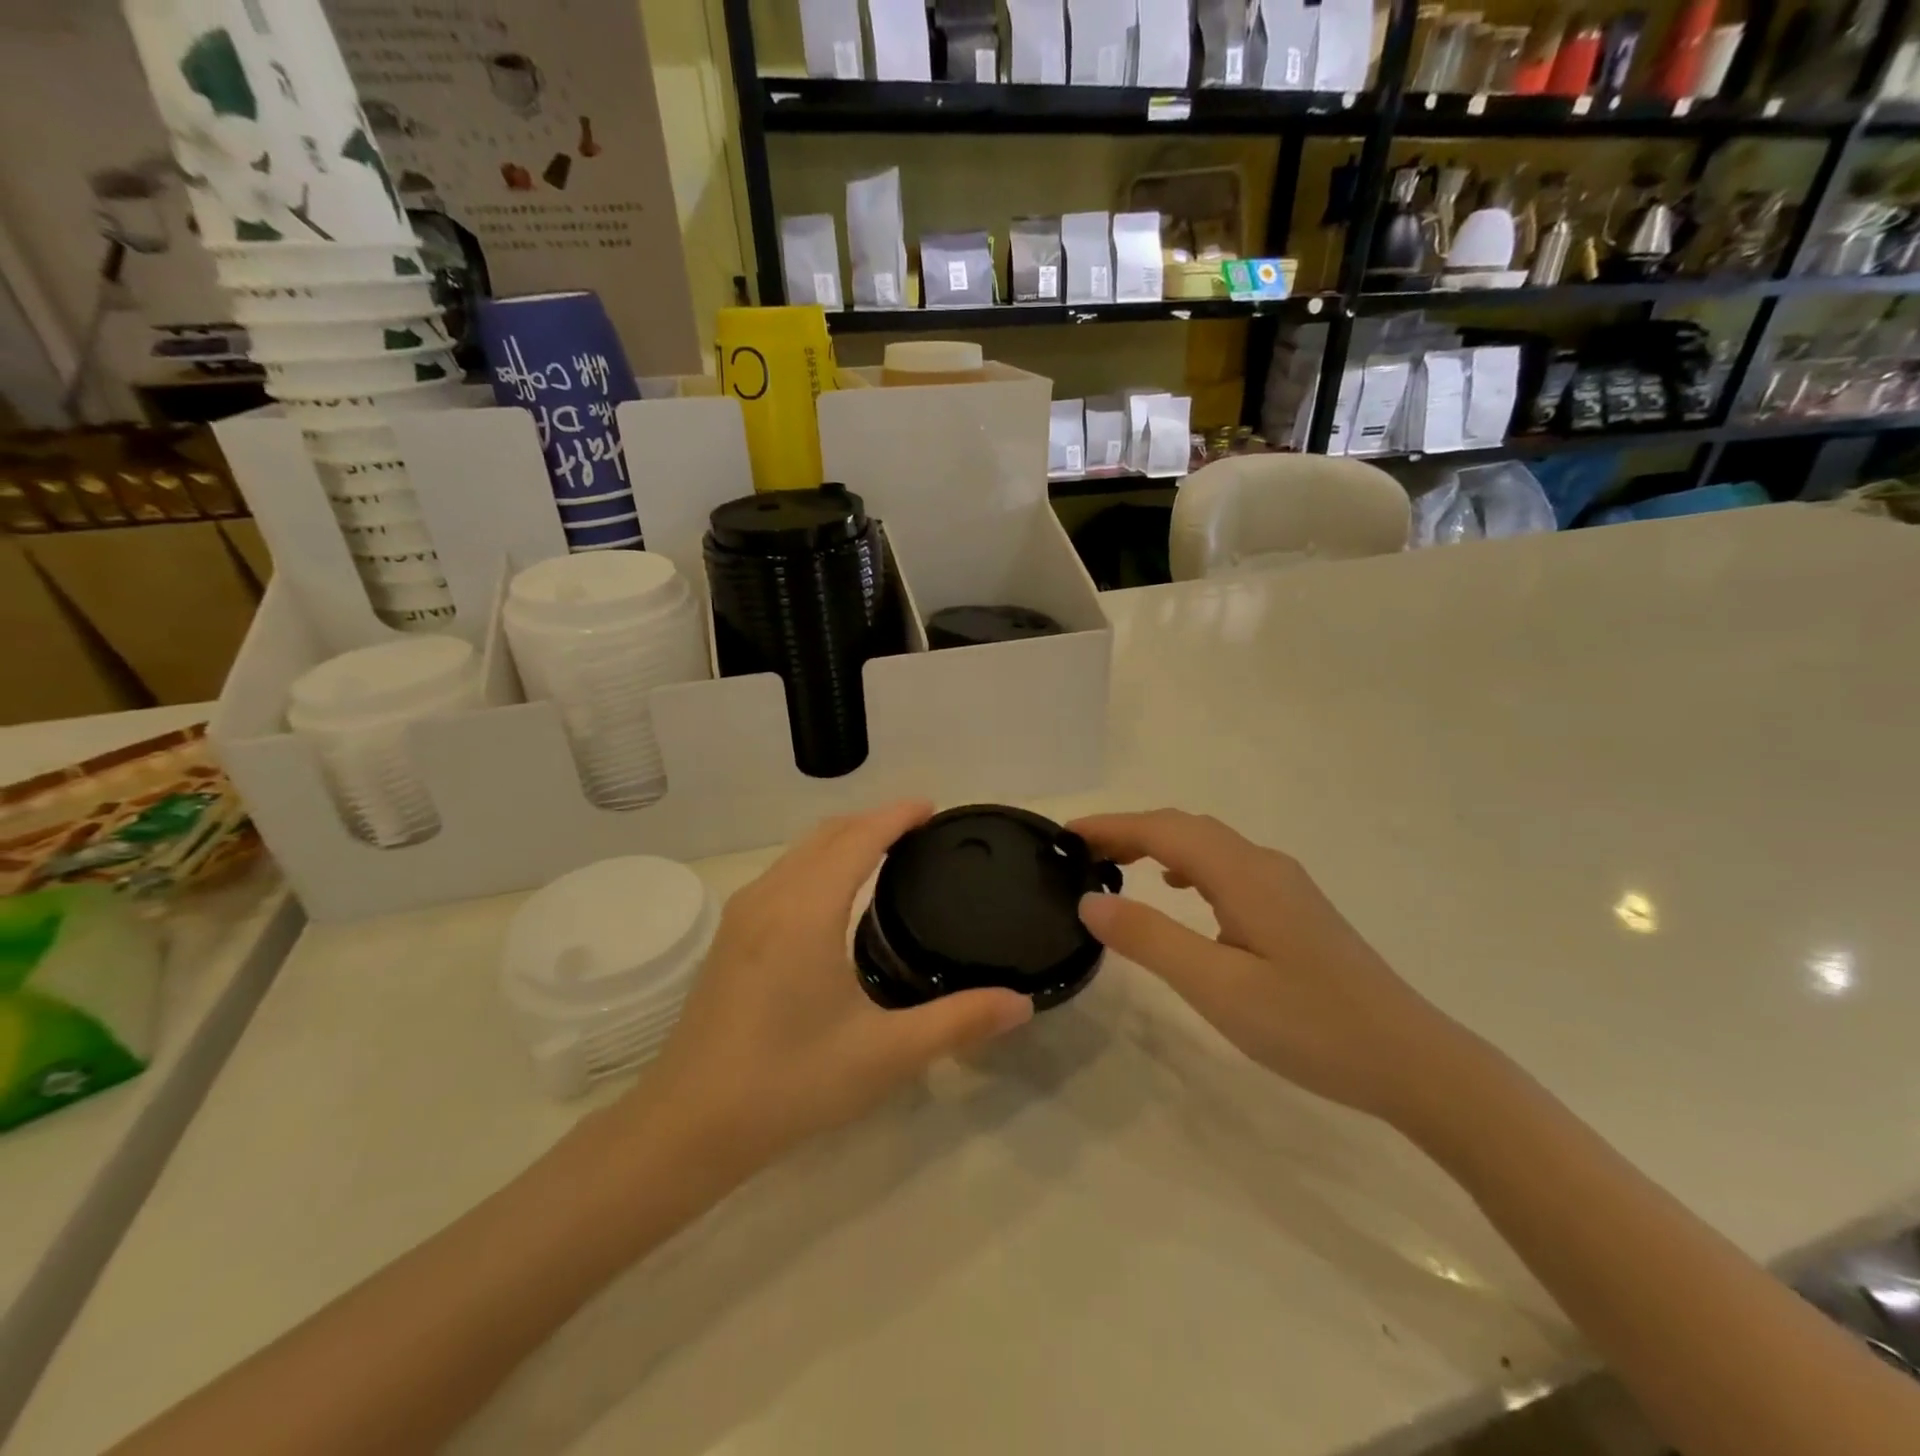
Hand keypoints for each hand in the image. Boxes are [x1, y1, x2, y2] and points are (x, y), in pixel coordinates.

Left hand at [633, 800, 1032, 1171]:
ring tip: (885, 853)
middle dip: (873, 821)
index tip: (932, 808)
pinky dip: (818, 862)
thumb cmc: (789, 1082)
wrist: (687, 1126)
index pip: (859, 838)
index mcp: (807, 910)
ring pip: (799, 852)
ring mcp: (743, 915)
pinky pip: (783, 874)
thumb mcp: (884, 1055)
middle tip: (919, 831)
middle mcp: (771, 897)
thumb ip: (958, 1022)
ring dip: (842, 840)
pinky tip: (835, 896)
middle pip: (828, 834)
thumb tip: (1022, 1003)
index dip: (896, 816)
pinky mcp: (730, 937)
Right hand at [1071, 810, 1479, 1124]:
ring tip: (1117, 867)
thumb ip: (1151, 939)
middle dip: (1129, 831)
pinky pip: (1227, 867)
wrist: (1413, 1062)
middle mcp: (1264, 865)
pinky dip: (1188, 866)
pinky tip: (1180, 892)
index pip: (1163, 830)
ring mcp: (1284, 885)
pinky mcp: (1294, 909)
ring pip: (1208, 845)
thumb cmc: (1310, 1025)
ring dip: (1157, 845)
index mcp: (1244, 874)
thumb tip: (1091, 901)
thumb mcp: (1217, 987)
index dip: (1110, 826)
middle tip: (1081, 855)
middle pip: (1185, 828)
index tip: (1064, 836)